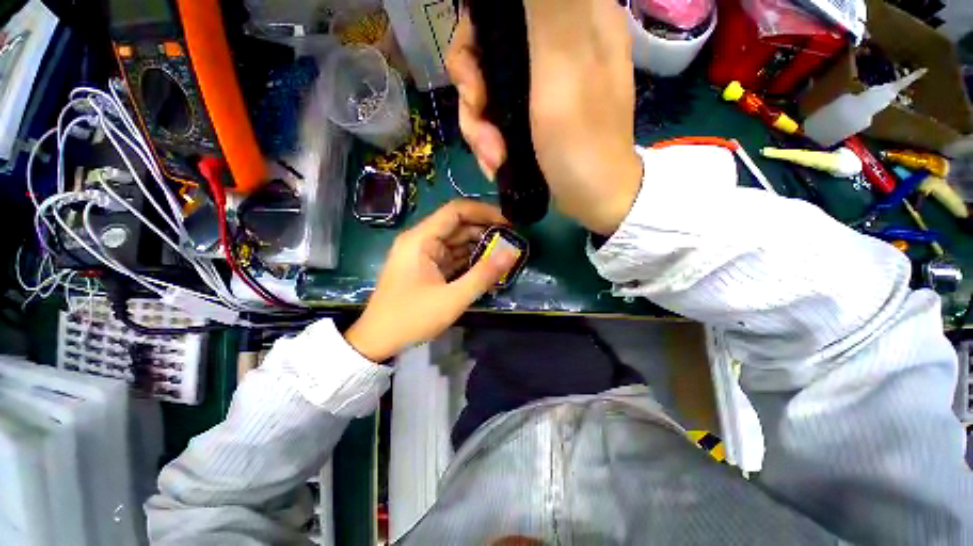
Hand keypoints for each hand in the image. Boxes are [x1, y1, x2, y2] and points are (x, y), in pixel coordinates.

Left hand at [345, 200, 517, 361]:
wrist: (378, 340)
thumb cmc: (411, 318)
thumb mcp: (452, 299)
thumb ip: (483, 275)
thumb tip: (512, 253)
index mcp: (421, 239)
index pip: (456, 211)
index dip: (483, 212)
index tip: (507, 224)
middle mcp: (421, 241)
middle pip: (457, 226)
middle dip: (484, 232)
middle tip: (511, 243)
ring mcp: (423, 255)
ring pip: (456, 242)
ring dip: (478, 247)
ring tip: (503, 256)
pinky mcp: (426, 268)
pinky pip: (451, 257)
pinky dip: (469, 261)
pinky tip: (486, 268)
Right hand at [447, 0, 643, 234]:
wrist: (594, 200)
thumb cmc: (582, 142)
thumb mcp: (564, 68)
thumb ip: (550, 7)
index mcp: (572, 19)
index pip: (503, 6)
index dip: (476, 33)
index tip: (475, 73)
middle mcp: (555, 45)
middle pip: (486, 49)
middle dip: (473, 91)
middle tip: (480, 123)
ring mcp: (542, 84)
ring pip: (487, 88)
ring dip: (479, 129)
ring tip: (492, 158)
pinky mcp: (533, 115)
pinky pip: (495, 116)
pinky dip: (489, 141)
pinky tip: (495, 163)